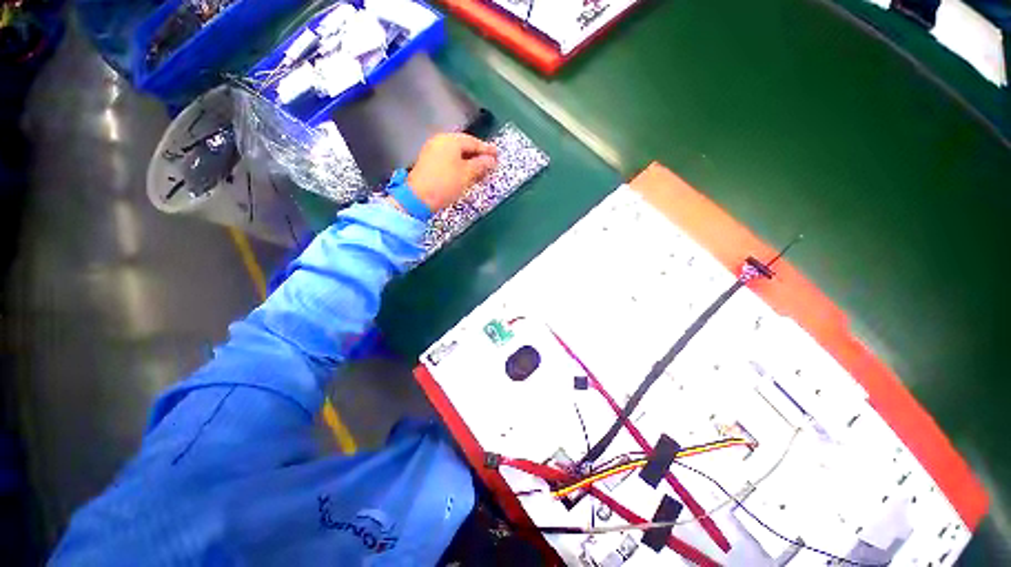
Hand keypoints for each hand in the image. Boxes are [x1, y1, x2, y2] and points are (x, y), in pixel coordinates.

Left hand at [406, 133, 497, 211]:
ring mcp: (432, 151)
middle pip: (463, 146)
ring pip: (456, 154)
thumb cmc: (446, 183)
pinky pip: (448, 159)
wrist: (419, 198)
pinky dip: (459, 165)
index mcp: (450, 140)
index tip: (497, 155)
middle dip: (478, 156)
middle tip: (490, 163)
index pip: (473, 142)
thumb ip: (480, 165)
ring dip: (469, 162)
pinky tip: (466, 174)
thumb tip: (491, 160)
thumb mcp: (467, 174)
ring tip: (480, 171)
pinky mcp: (428, 162)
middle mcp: (440, 141)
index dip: (486, 149)